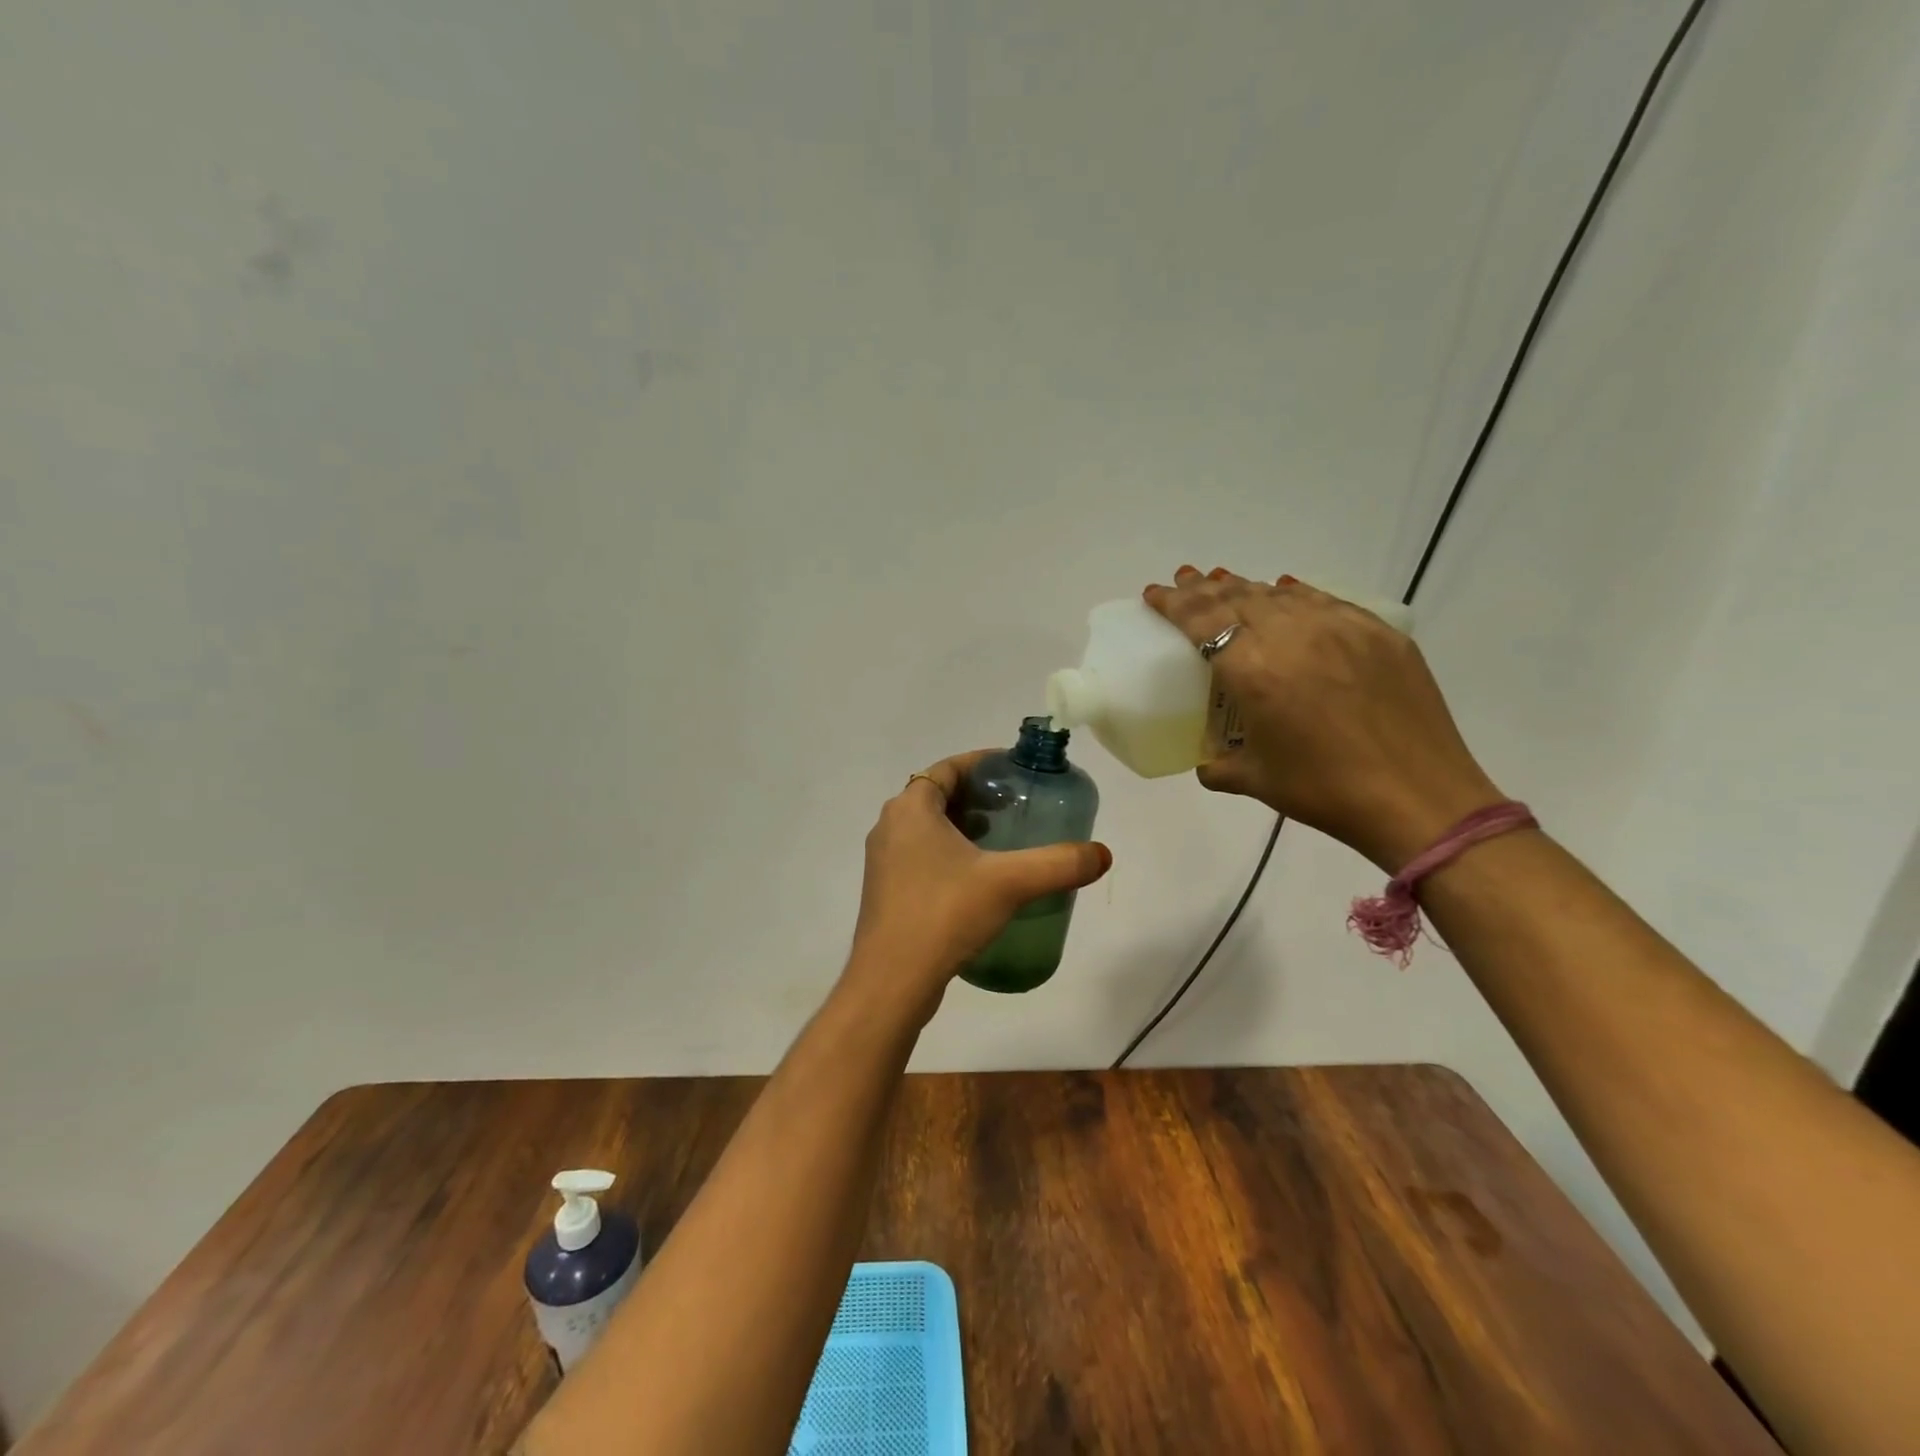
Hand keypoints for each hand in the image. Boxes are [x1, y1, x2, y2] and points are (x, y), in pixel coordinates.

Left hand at [843, 749, 1112, 1013]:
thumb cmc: (944, 914)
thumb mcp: (1009, 883)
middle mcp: (890, 827)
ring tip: (1003, 839)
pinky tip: (979, 879)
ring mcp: (884, 862)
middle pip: (937, 796)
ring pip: (928, 828)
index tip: (1013, 770)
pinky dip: (949, 853)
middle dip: (976, 796)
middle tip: (1016, 805)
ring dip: (962, 826)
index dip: (981, 763)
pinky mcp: (887, 892)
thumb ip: (1058, 864)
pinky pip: (921, 856)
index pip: (947, 768)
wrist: (892, 981)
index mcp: (910, 809)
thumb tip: (1102, 854)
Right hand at [1145, 567, 1503, 870]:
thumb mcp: (1257, 780)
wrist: (1419, 799)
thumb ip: (1220, 765)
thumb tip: (1208, 762)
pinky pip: (1324, 601)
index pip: (1202, 620)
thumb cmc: (1325, 792)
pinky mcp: (1378, 632)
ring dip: (1246, 588)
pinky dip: (1294, 595)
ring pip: (1280, 594)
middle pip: (1237, 597)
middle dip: (1204, 588)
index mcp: (1253, 670)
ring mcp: (1340, 628)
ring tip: (1226, 585)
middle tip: (1185, 580)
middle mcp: (1292, 636)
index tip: (1155, 592)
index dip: (1173, 602)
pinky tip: (1286, 594)